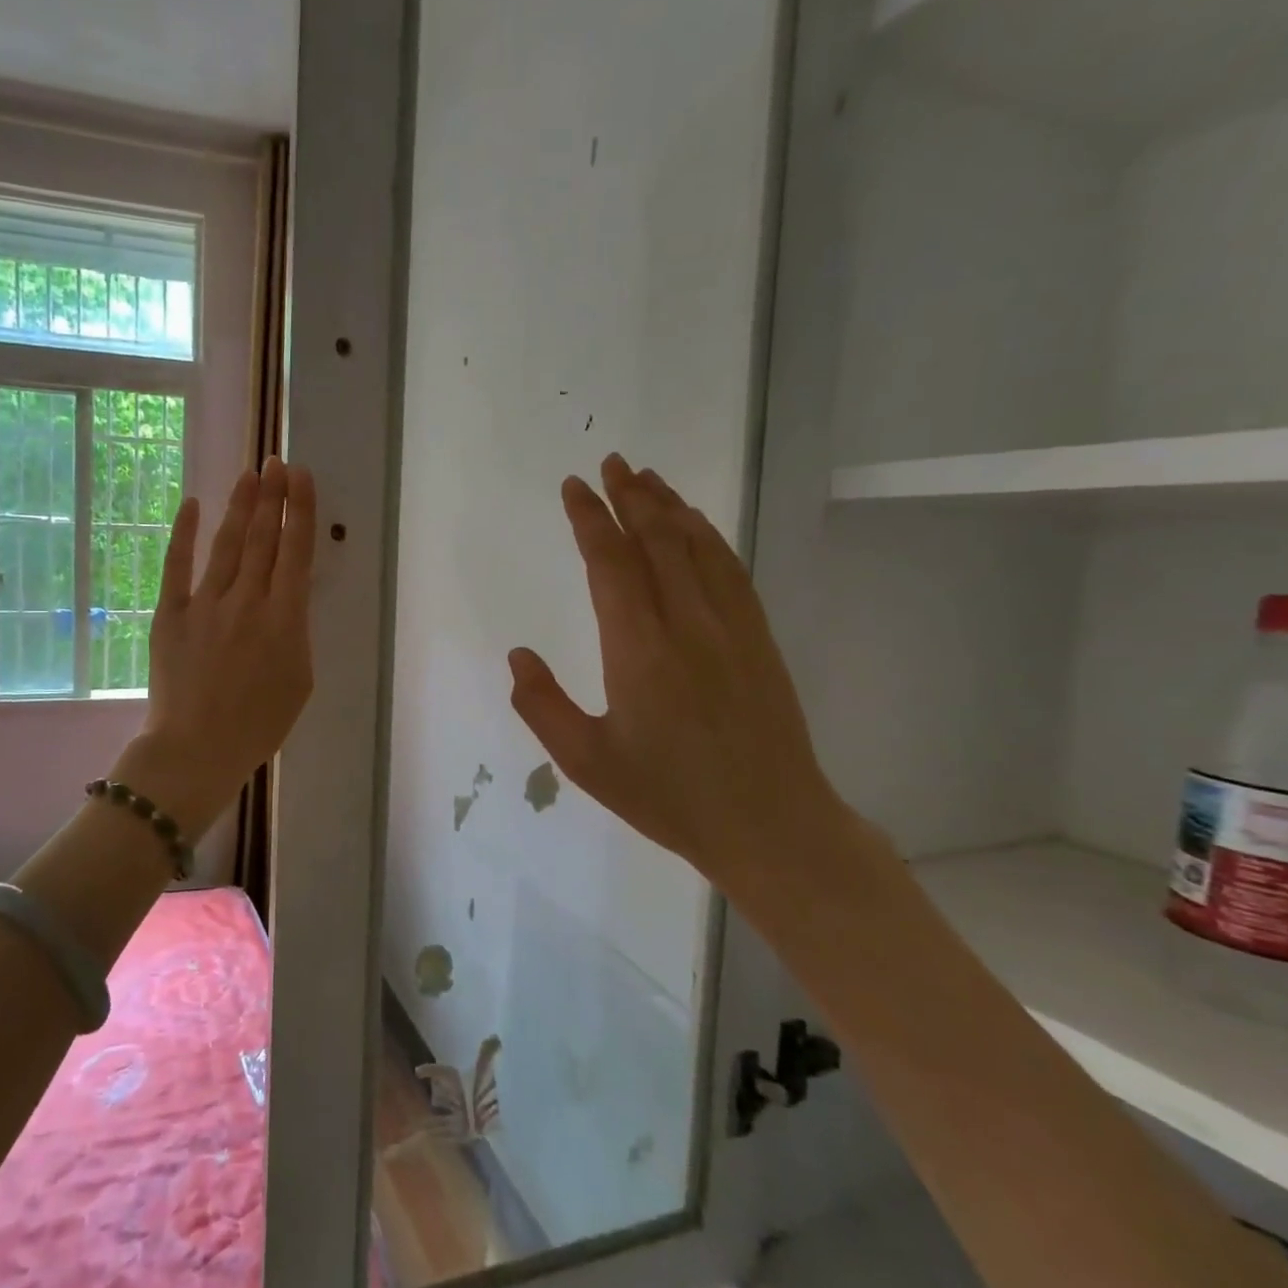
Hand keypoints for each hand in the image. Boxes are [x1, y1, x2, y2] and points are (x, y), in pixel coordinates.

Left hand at [114, 457, 316, 835]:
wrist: (196, 749)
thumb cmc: (258, 724)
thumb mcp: (299, 680)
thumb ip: (296, 632)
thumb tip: (288, 598)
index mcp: (285, 618)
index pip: (296, 551)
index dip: (300, 509)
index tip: (301, 477)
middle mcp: (248, 600)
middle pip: (263, 538)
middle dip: (272, 496)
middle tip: (276, 461)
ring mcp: (206, 604)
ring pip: (227, 544)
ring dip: (240, 506)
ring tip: (250, 474)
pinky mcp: (171, 613)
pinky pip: (178, 565)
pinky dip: (185, 533)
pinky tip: (193, 504)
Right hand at [507, 454, 851, 898]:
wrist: (769, 824)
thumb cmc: (668, 796)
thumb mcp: (586, 762)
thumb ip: (542, 705)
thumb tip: (518, 653)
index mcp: (639, 650)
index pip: (611, 563)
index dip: (590, 519)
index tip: (574, 487)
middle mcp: (686, 624)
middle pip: (657, 540)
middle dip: (630, 496)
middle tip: (610, 463)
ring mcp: (730, 627)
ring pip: (697, 547)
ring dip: (669, 506)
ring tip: (646, 478)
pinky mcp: (758, 638)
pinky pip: (731, 570)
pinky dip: (709, 536)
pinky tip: (697, 525)